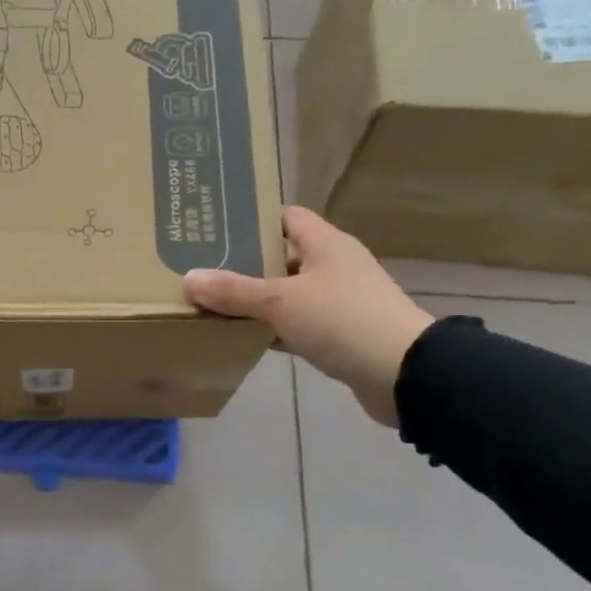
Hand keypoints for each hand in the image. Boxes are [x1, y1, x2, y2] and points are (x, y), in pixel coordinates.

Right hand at [184, 207, 433, 426]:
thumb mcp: (281, 302)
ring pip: (290, 294)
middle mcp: (335, 266)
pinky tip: (248, 339)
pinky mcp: (342, 334)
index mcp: (326, 244)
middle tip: (206, 272)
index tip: (216, 233)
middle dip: (247, 265)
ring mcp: (341, 301)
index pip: (287, 217)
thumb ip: (235, 291)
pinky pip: (300, 324)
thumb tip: (189, 278)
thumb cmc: (342, 320)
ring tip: (217, 306)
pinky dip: (276, 329)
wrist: (401, 372)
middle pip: (284, 257)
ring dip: (260, 301)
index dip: (254, 222)